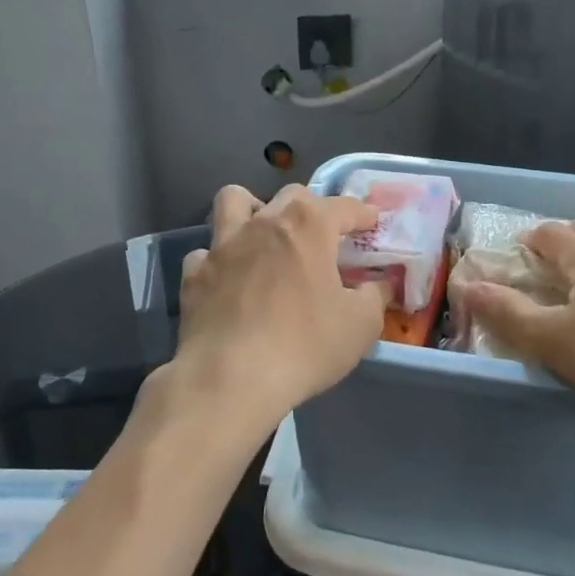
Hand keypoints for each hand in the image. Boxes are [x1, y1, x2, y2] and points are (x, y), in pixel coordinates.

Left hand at [167, 183, 388, 436]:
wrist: (229, 379)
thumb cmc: (304, 346)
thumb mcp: (361, 325)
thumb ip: (375, 296)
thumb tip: (379, 283)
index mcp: (309, 225)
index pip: (345, 206)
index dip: (363, 214)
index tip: (372, 223)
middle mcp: (265, 222)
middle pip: (292, 196)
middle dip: (313, 208)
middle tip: (323, 238)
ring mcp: (224, 244)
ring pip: (234, 201)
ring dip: (252, 209)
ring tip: (264, 234)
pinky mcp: (195, 274)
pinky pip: (206, 253)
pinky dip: (219, 260)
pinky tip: (230, 279)